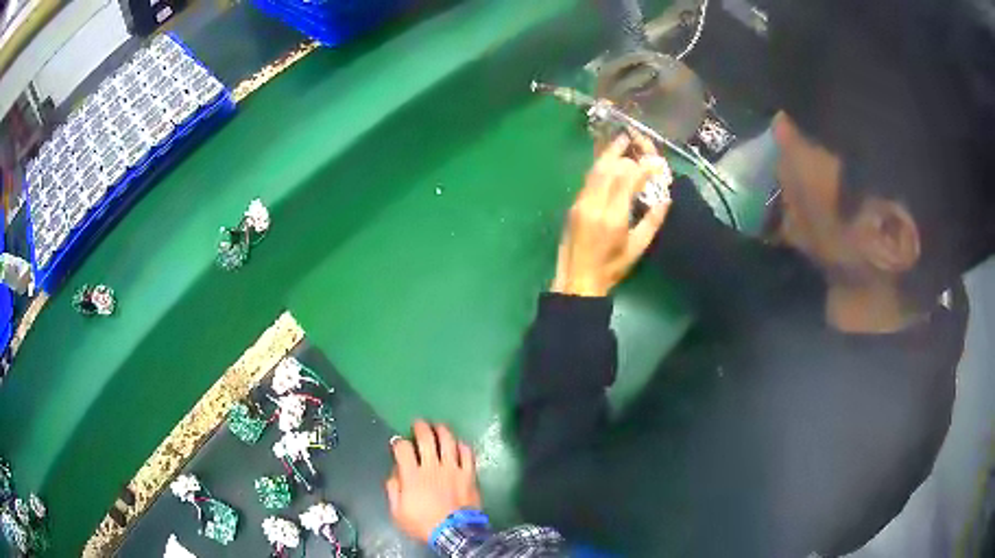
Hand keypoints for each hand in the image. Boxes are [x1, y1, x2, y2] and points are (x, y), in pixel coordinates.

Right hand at [385, 421, 480, 543]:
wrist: (454, 533)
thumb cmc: (423, 524)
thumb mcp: (398, 512)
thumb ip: (393, 490)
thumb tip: (395, 473)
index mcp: (412, 475)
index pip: (402, 448)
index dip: (398, 442)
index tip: (397, 442)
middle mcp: (432, 466)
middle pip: (426, 438)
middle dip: (420, 427)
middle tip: (418, 423)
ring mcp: (453, 468)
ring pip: (448, 441)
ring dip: (442, 430)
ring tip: (438, 426)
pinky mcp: (469, 473)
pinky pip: (467, 453)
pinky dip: (462, 445)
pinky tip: (458, 444)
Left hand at [552, 133, 672, 296]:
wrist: (577, 280)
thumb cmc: (611, 268)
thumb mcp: (637, 248)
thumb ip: (652, 222)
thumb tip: (665, 199)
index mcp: (613, 217)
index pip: (628, 180)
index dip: (642, 167)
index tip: (655, 161)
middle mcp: (594, 204)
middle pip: (608, 169)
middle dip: (622, 152)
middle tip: (633, 139)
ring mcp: (580, 203)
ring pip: (594, 171)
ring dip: (608, 154)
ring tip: (620, 142)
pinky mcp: (573, 205)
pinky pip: (588, 180)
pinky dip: (599, 167)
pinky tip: (607, 162)